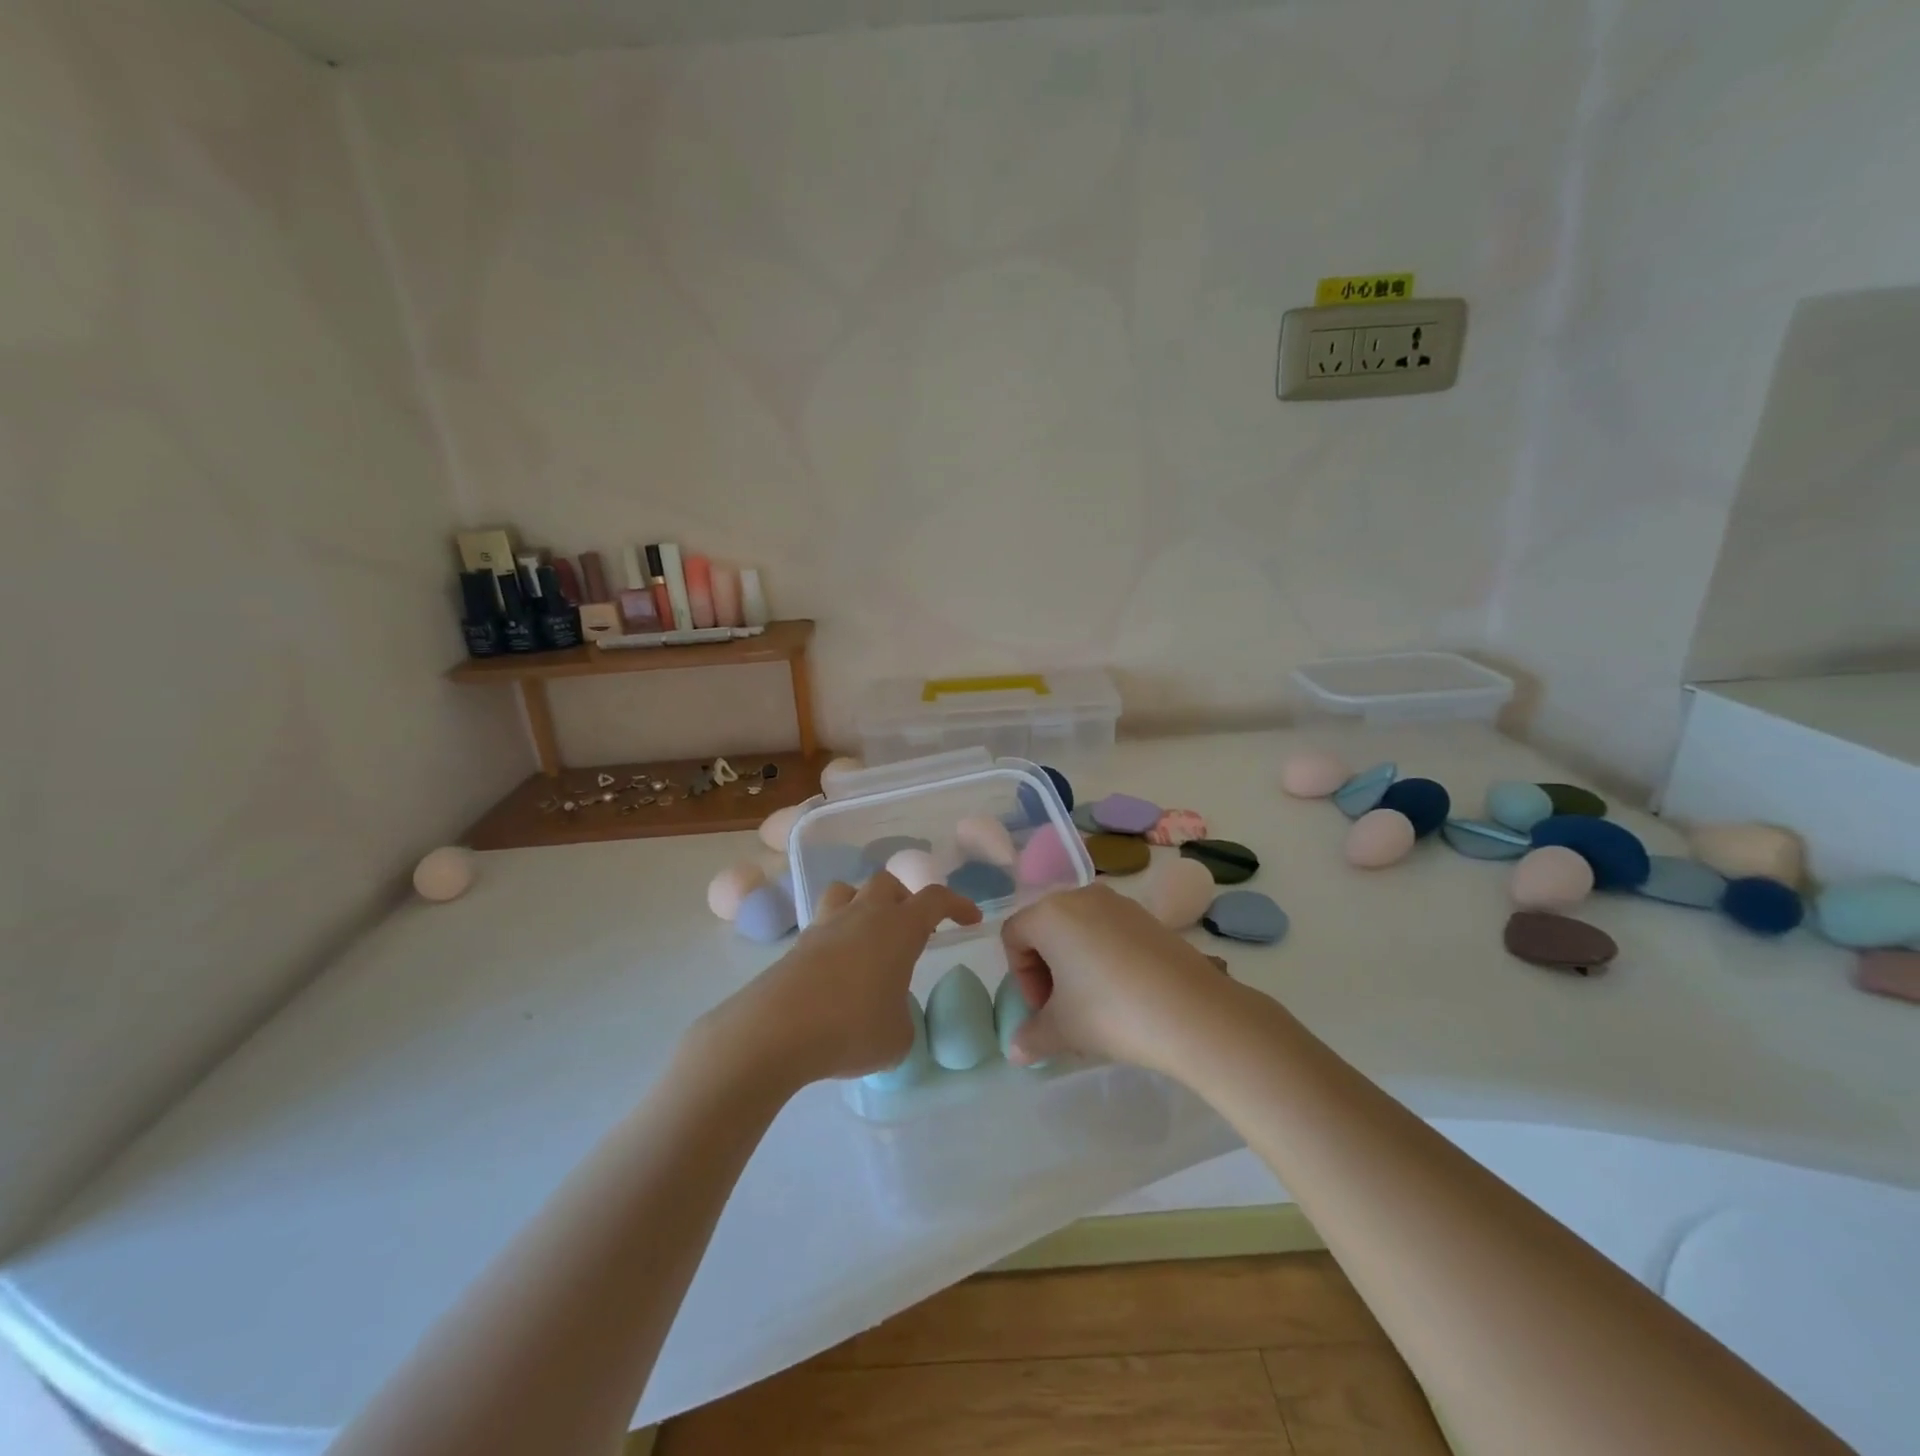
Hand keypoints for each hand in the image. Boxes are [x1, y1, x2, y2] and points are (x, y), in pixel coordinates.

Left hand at [697, 871, 981, 1089]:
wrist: (775, 1030)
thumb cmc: (851, 1027)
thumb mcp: (897, 1038)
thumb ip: (902, 1019)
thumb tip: (889, 1016)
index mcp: (899, 927)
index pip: (935, 899)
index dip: (957, 905)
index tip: (970, 919)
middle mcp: (863, 915)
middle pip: (887, 883)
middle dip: (905, 899)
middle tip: (913, 930)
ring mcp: (825, 926)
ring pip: (848, 892)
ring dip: (864, 905)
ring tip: (870, 937)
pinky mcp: (797, 945)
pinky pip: (823, 925)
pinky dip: (836, 936)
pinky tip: (838, 970)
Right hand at [1000, 882, 1238, 1074]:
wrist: (1191, 1011)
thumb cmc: (1110, 1012)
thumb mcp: (1063, 1030)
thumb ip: (1031, 1037)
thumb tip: (1015, 1051)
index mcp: (1050, 914)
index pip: (1014, 936)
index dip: (1021, 977)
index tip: (1043, 1010)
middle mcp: (1081, 896)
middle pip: (1046, 928)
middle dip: (1047, 970)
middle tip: (1064, 1009)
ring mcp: (1119, 903)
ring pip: (1080, 930)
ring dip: (1077, 964)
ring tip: (1096, 1005)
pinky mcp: (1149, 917)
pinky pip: (1111, 932)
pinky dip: (1106, 958)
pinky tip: (1125, 994)